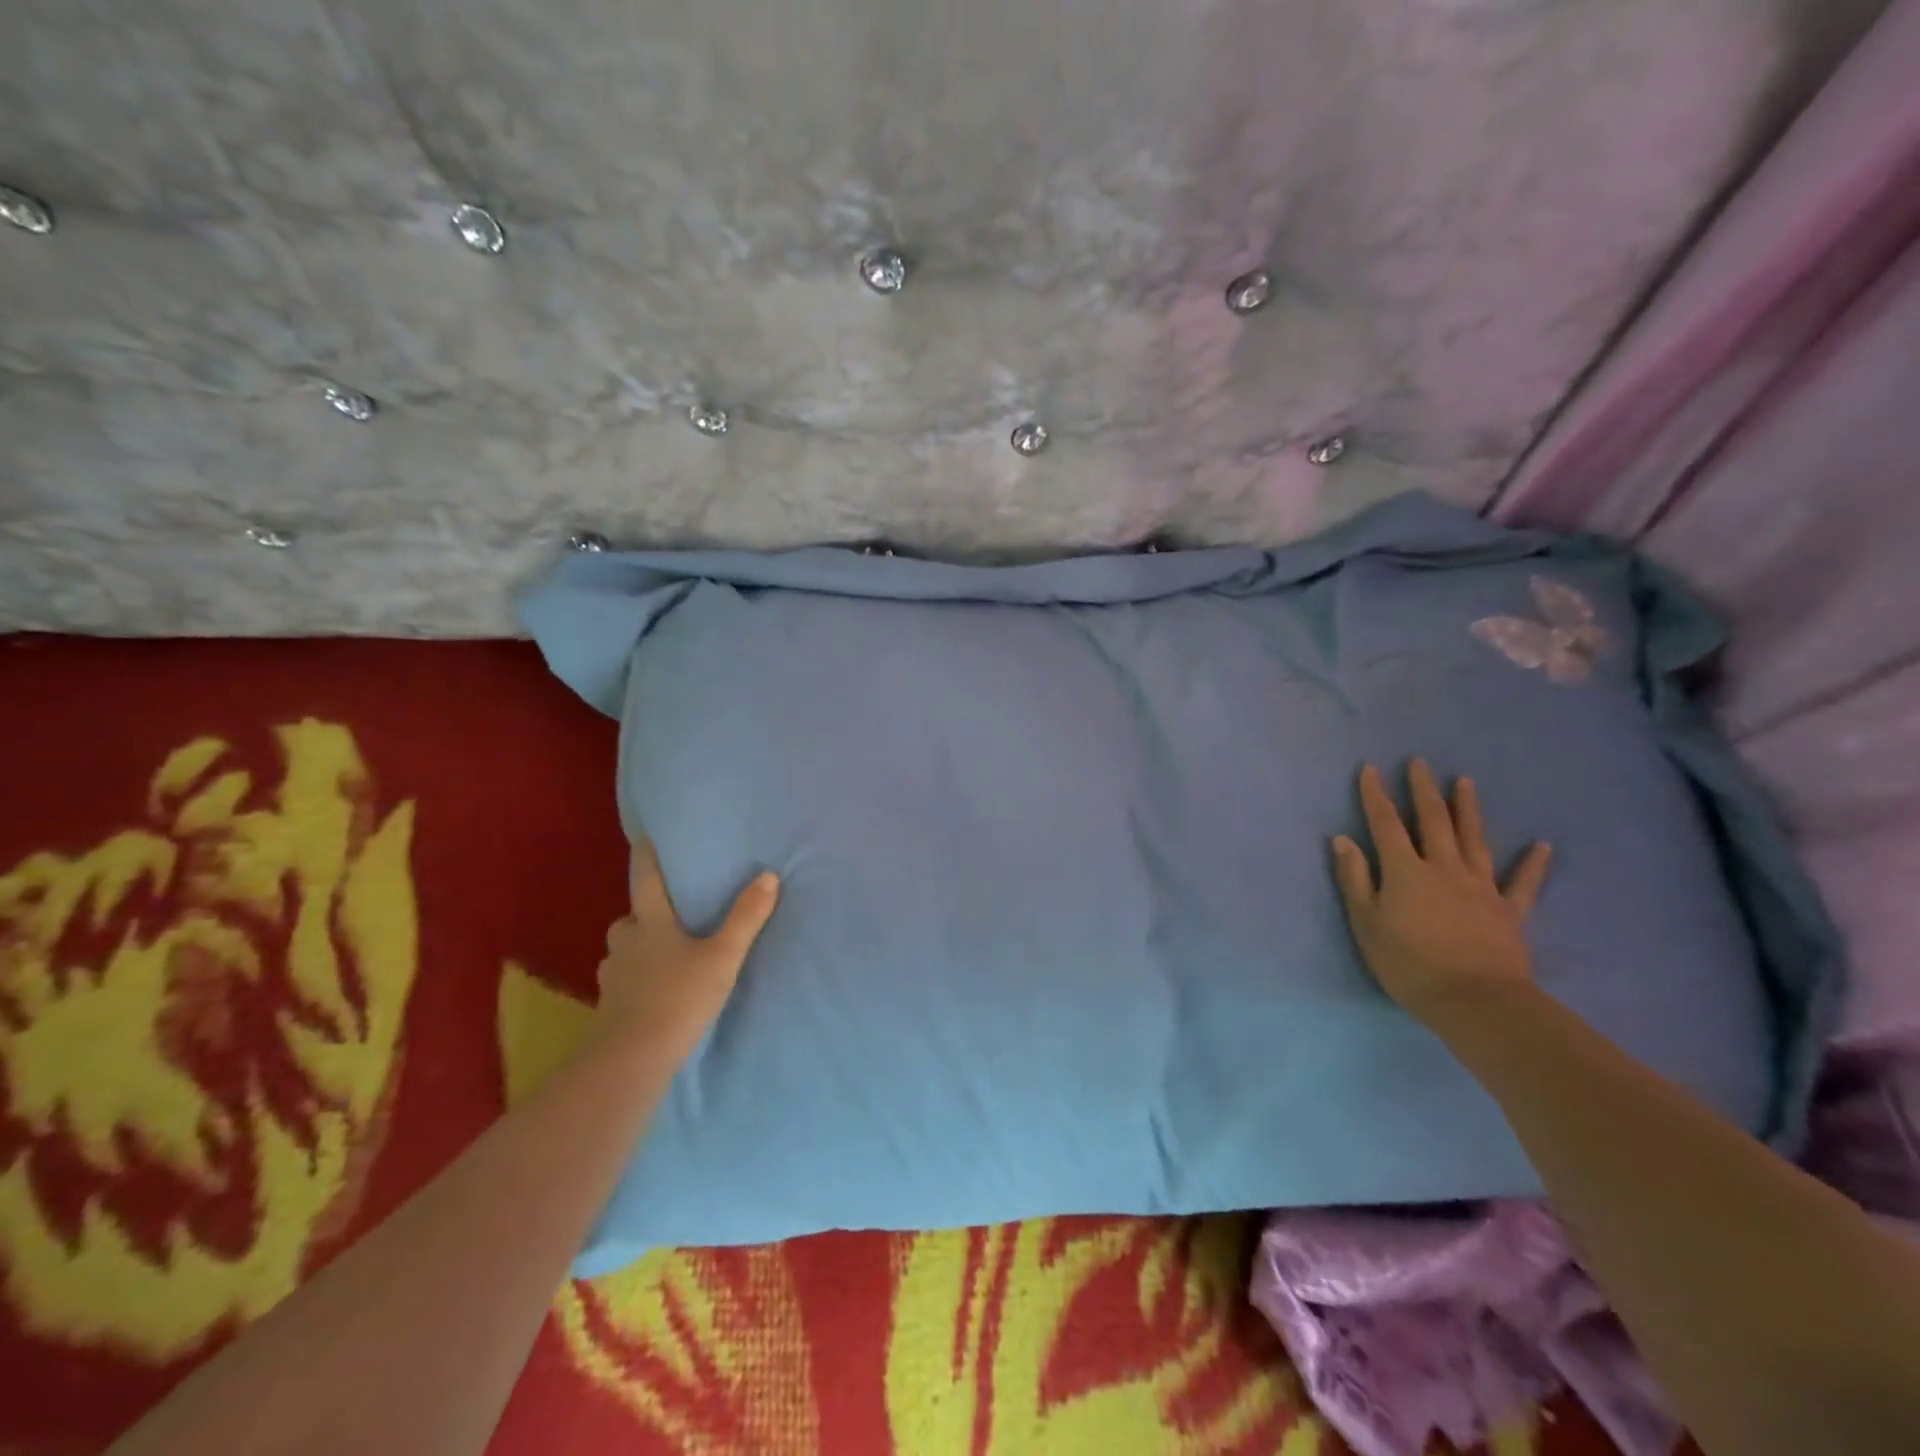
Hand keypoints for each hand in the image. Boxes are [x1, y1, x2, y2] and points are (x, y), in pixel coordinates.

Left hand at [595, 842, 780, 1062]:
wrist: (631, 1060)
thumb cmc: (678, 998)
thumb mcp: (723, 956)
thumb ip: (746, 917)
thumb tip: (768, 875)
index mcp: (650, 923)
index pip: (645, 879)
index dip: (646, 856)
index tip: (644, 836)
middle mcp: (626, 942)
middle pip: (632, 916)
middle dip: (647, 911)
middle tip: (672, 910)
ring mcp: (614, 975)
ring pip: (625, 949)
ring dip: (640, 945)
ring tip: (667, 952)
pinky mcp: (610, 1005)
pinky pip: (624, 979)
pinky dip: (637, 976)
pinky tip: (655, 988)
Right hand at [1331, 760, 1552, 1024]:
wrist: (1475, 1001)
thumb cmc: (1408, 964)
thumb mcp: (1366, 923)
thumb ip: (1355, 878)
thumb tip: (1343, 839)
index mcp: (1405, 871)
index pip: (1385, 825)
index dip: (1376, 795)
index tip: (1371, 769)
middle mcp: (1443, 868)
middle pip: (1432, 822)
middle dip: (1423, 790)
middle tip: (1420, 762)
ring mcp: (1480, 887)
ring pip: (1474, 840)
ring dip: (1468, 809)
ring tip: (1465, 782)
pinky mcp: (1509, 911)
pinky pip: (1523, 883)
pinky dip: (1533, 863)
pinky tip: (1542, 845)